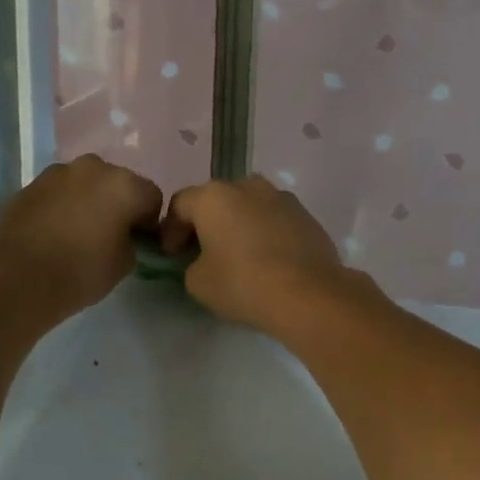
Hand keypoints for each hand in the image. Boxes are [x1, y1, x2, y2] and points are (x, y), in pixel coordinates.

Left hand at [0, 155, 162, 318]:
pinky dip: (63, 205)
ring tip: (78, 232)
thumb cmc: (81, 272)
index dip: (149, 221)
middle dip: (118, 204)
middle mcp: (94, 168)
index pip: (152, 197)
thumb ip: (132, 241)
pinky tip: (54, 231)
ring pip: (86, 184)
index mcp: (124, 185)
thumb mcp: (125, 263)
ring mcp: (59, 172)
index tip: (139, 242)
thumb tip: (124, 235)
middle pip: (118, 183)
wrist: (18, 279)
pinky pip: (59, 191)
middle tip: (110, 234)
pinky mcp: (31, 184)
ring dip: (89, 201)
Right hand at [161, 176, 361, 333]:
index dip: (170, 230)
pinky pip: (274, 218)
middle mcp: (247, 185)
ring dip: (238, 224)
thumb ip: (192, 264)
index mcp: (213, 196)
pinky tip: (268, 259)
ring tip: (239, 254)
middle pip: (216, 200)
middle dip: (206, 223)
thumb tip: (204, 261)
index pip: (180, 204)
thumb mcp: (198, 282)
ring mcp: (280, 196)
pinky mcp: (305, 214)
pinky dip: (265, 232)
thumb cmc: (243, 283)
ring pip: (249, 206)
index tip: (173, 255)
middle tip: (202, 252)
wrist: (308, 293)